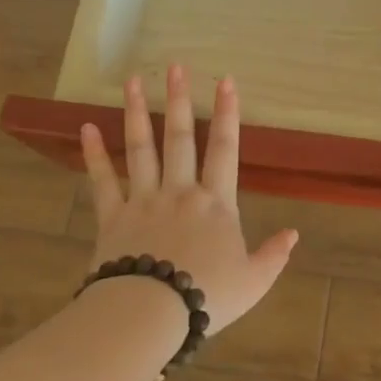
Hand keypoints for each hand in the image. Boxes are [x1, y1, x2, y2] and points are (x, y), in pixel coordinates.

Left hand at [79, 65, 297, 335]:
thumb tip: (294, 234)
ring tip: (133, 81)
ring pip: (141, 149)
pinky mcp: (112, 218)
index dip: (228, 113)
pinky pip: (102, 181)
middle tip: (175, 66)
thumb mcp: (254, 281)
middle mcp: (179, 191)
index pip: (225, 149)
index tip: (226, 80)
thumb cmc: (206, 296)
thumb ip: (274, 255)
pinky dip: (94, 155)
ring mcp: (143, 201)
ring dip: (137, 113)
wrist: (149, 314)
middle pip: (180, 138)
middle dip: (180, 99)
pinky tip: (86, 128)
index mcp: (215, 204)